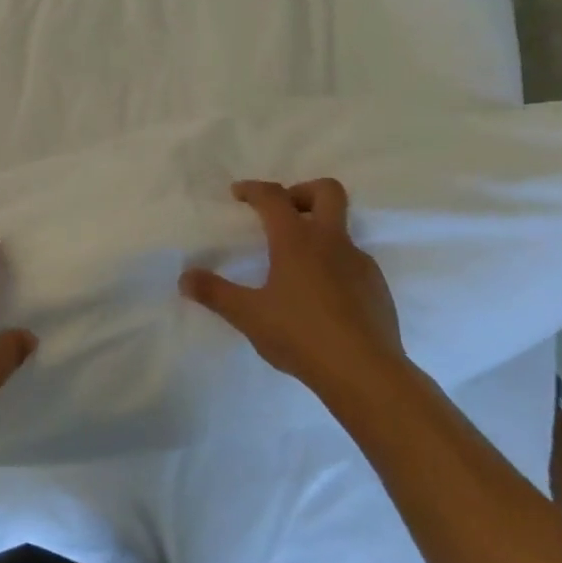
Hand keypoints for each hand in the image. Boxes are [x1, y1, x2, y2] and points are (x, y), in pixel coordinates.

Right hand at [180, 179, 405, 410]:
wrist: (365, 373)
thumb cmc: (300, 335)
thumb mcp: (248, 315)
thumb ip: (214, 293)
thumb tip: (184, 277)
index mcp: (297, 241)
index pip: (274, 197)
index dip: (253, 189)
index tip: (238, 193)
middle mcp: (332, 242)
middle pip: (327, 191)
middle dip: (301, 192)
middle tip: (281, 213)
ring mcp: (360, 264)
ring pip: (341, 230)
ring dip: (318, 233)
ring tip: (294, 265)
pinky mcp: (377, 288)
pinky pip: (352, 262)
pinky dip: (333, 264)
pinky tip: (320, 297)